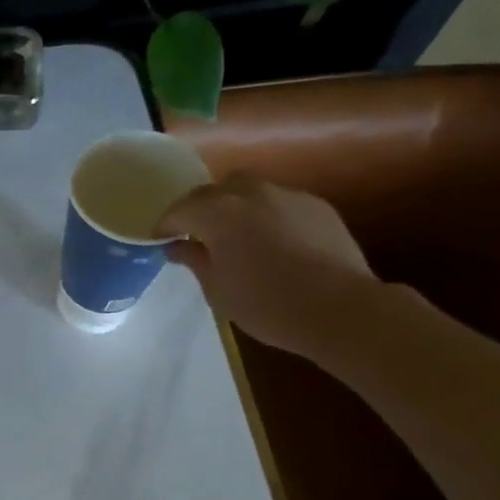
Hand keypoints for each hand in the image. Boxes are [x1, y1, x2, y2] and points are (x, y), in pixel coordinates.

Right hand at [154, 174, 379, 362]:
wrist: (340, 309)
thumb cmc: (266, 304)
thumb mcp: (217, 289)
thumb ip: (194, 260)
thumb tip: (176, 247)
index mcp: (218, 213)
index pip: (180, 210)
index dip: (165, 226)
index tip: (160, 242)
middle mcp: (251, 193)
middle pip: (214, 190)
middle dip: (200, 208)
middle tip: (196, 235)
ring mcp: (288, 196)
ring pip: (249, 191)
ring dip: (234, 208)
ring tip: (234, 237)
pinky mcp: (317, 206)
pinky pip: (279, 203)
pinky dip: (265, 215)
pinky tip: (271, 243)